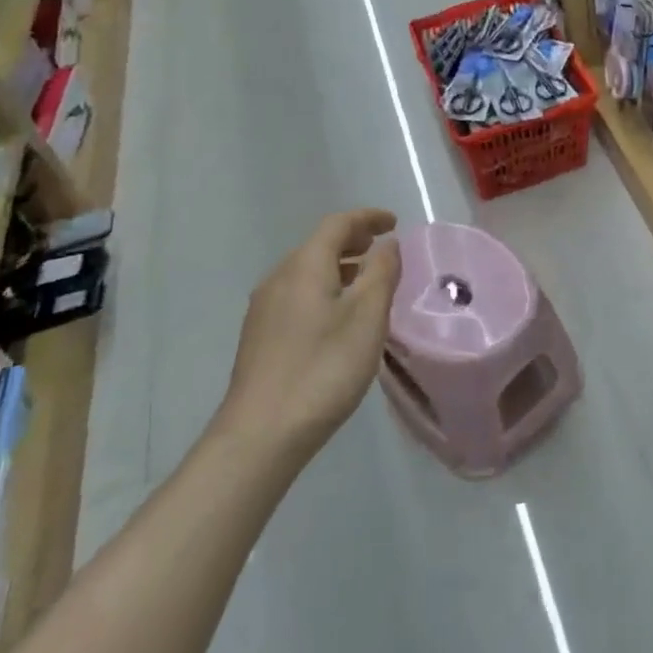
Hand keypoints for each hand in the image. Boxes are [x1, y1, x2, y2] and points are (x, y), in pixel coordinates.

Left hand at [218, 209, 402, 469]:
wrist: (261, 434)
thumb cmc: (323, 368)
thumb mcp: (368, 317)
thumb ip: (381, 272)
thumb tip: (387, 244)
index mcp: (305, 265)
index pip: (337, 224)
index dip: (367, 218)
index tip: (394, 222)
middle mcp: (279, 277)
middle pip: (319, 245)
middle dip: (353, 241)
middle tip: (382, 249)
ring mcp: (264, 308)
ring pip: (307, 272)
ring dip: (339, 268)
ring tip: (367, 284)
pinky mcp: (259, 336)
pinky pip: (298, 295)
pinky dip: (324, 290)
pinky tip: (338, 318)